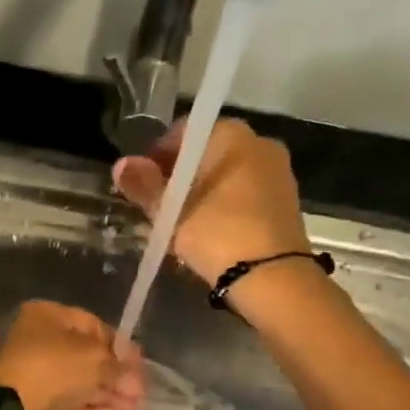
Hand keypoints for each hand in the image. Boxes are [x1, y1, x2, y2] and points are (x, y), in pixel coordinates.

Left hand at [0, 301, 145, 409]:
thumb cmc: (53, 370)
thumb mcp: (95, 360)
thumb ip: (119, 367)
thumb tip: (135, 379)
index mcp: (46, 317)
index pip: (92, 325)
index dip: (119, 345)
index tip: (140, 364)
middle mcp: (38, 344)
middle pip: (86, 358)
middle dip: (116, 374)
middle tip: (142, 390)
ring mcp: (35, 379)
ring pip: (79, 385)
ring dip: (109, 395)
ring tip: (138, 407)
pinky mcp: (35, 409)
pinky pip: (70, 407)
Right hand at [112, 119, 309, 284]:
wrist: (272, 277)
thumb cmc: (216, 233)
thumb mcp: (170, 212)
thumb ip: (144, 185)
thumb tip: (122, 164)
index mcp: (230, 134)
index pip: (182, 132)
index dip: (157, 156)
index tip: (143, 183)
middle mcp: (259, 142)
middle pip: (207, 153)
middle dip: (180, 175)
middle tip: (159, 205)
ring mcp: (278, 171)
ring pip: (227, 175)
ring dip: (203, 192)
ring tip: (182, 223)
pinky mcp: (287, 200)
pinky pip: (245, 193)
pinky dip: (225, 205)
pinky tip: (211, 231)